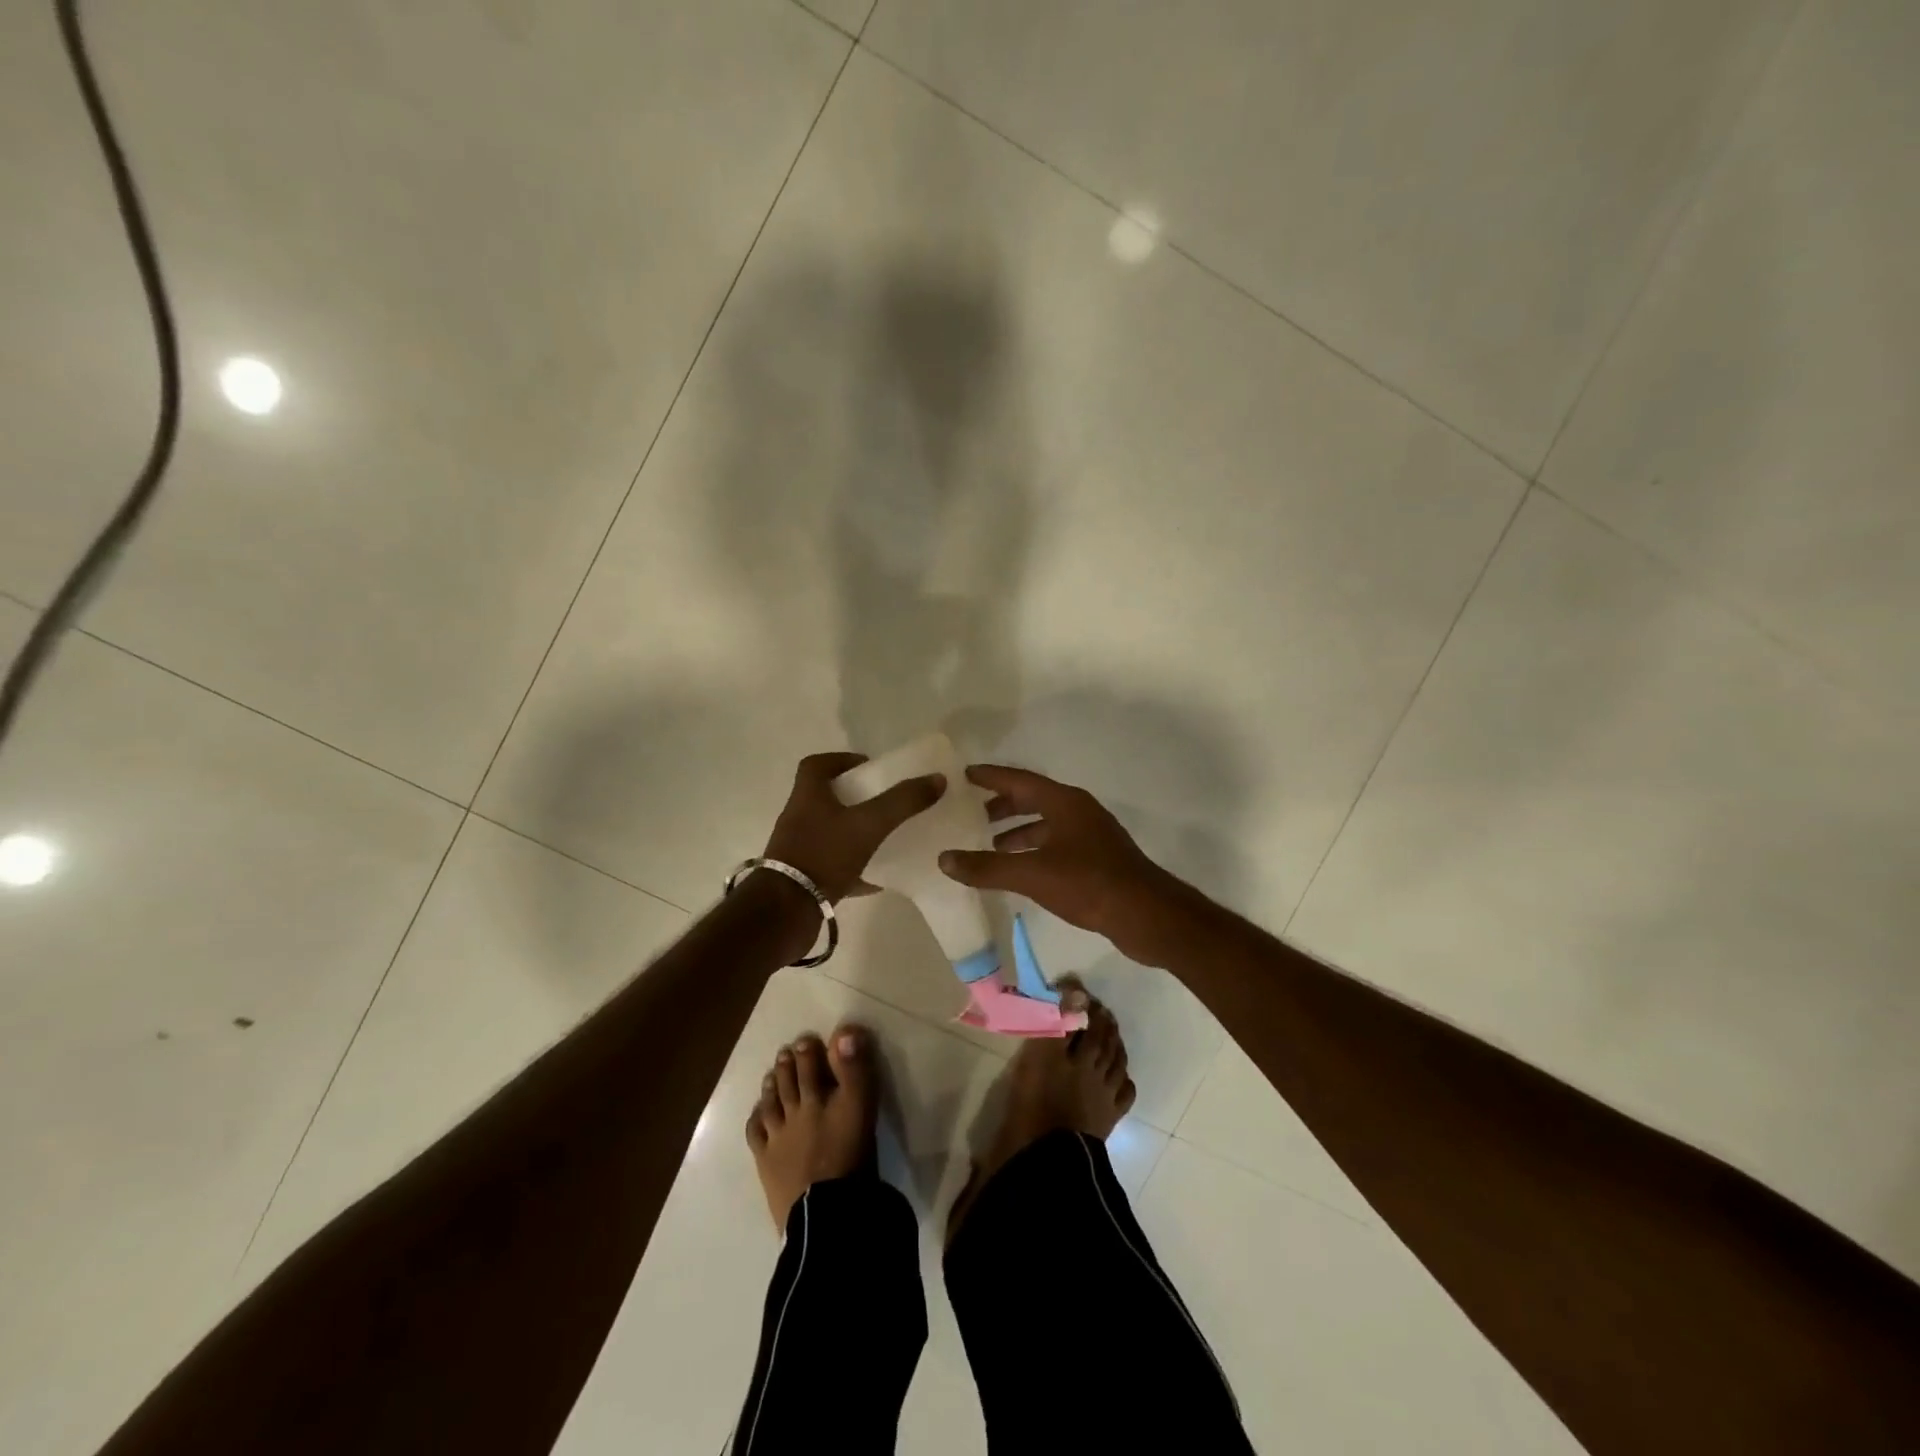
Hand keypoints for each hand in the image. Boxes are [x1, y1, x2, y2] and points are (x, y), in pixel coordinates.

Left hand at [763, 752, 944, 902]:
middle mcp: (798, 818)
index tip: (869, 767)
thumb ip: (902, 801)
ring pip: (830, 832)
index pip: (817, 764)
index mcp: (808, 796)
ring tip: (884, 836)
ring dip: (854, 832)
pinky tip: (878, 878)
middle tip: (884, 801)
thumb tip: (937, 778)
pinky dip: (855, 869)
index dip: (842, 760)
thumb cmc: (824, 855)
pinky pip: (832, 866)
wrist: (786, 911)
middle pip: (825, 798)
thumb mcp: (869, 824)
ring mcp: (798, 849)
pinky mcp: (803, 878)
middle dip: (855, 797)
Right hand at [938, 764, 1187, 964]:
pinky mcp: (1097, 859)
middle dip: (1001, 805)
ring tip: (987, 845)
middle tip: (969, 813)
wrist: (1146, 914)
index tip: (964, 775)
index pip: (1019, 780)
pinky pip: (1055, 844)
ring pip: (1045, 824)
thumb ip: (987, 867)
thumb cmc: (1088, 883)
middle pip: (1032, 800)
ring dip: (1016, 831)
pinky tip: (1018, 870)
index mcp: (1064, 802)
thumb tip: (944, 858)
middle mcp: (1078, 811)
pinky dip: (1032, 850)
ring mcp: (1091, 835)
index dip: (990, 777)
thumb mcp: (1032, 874)